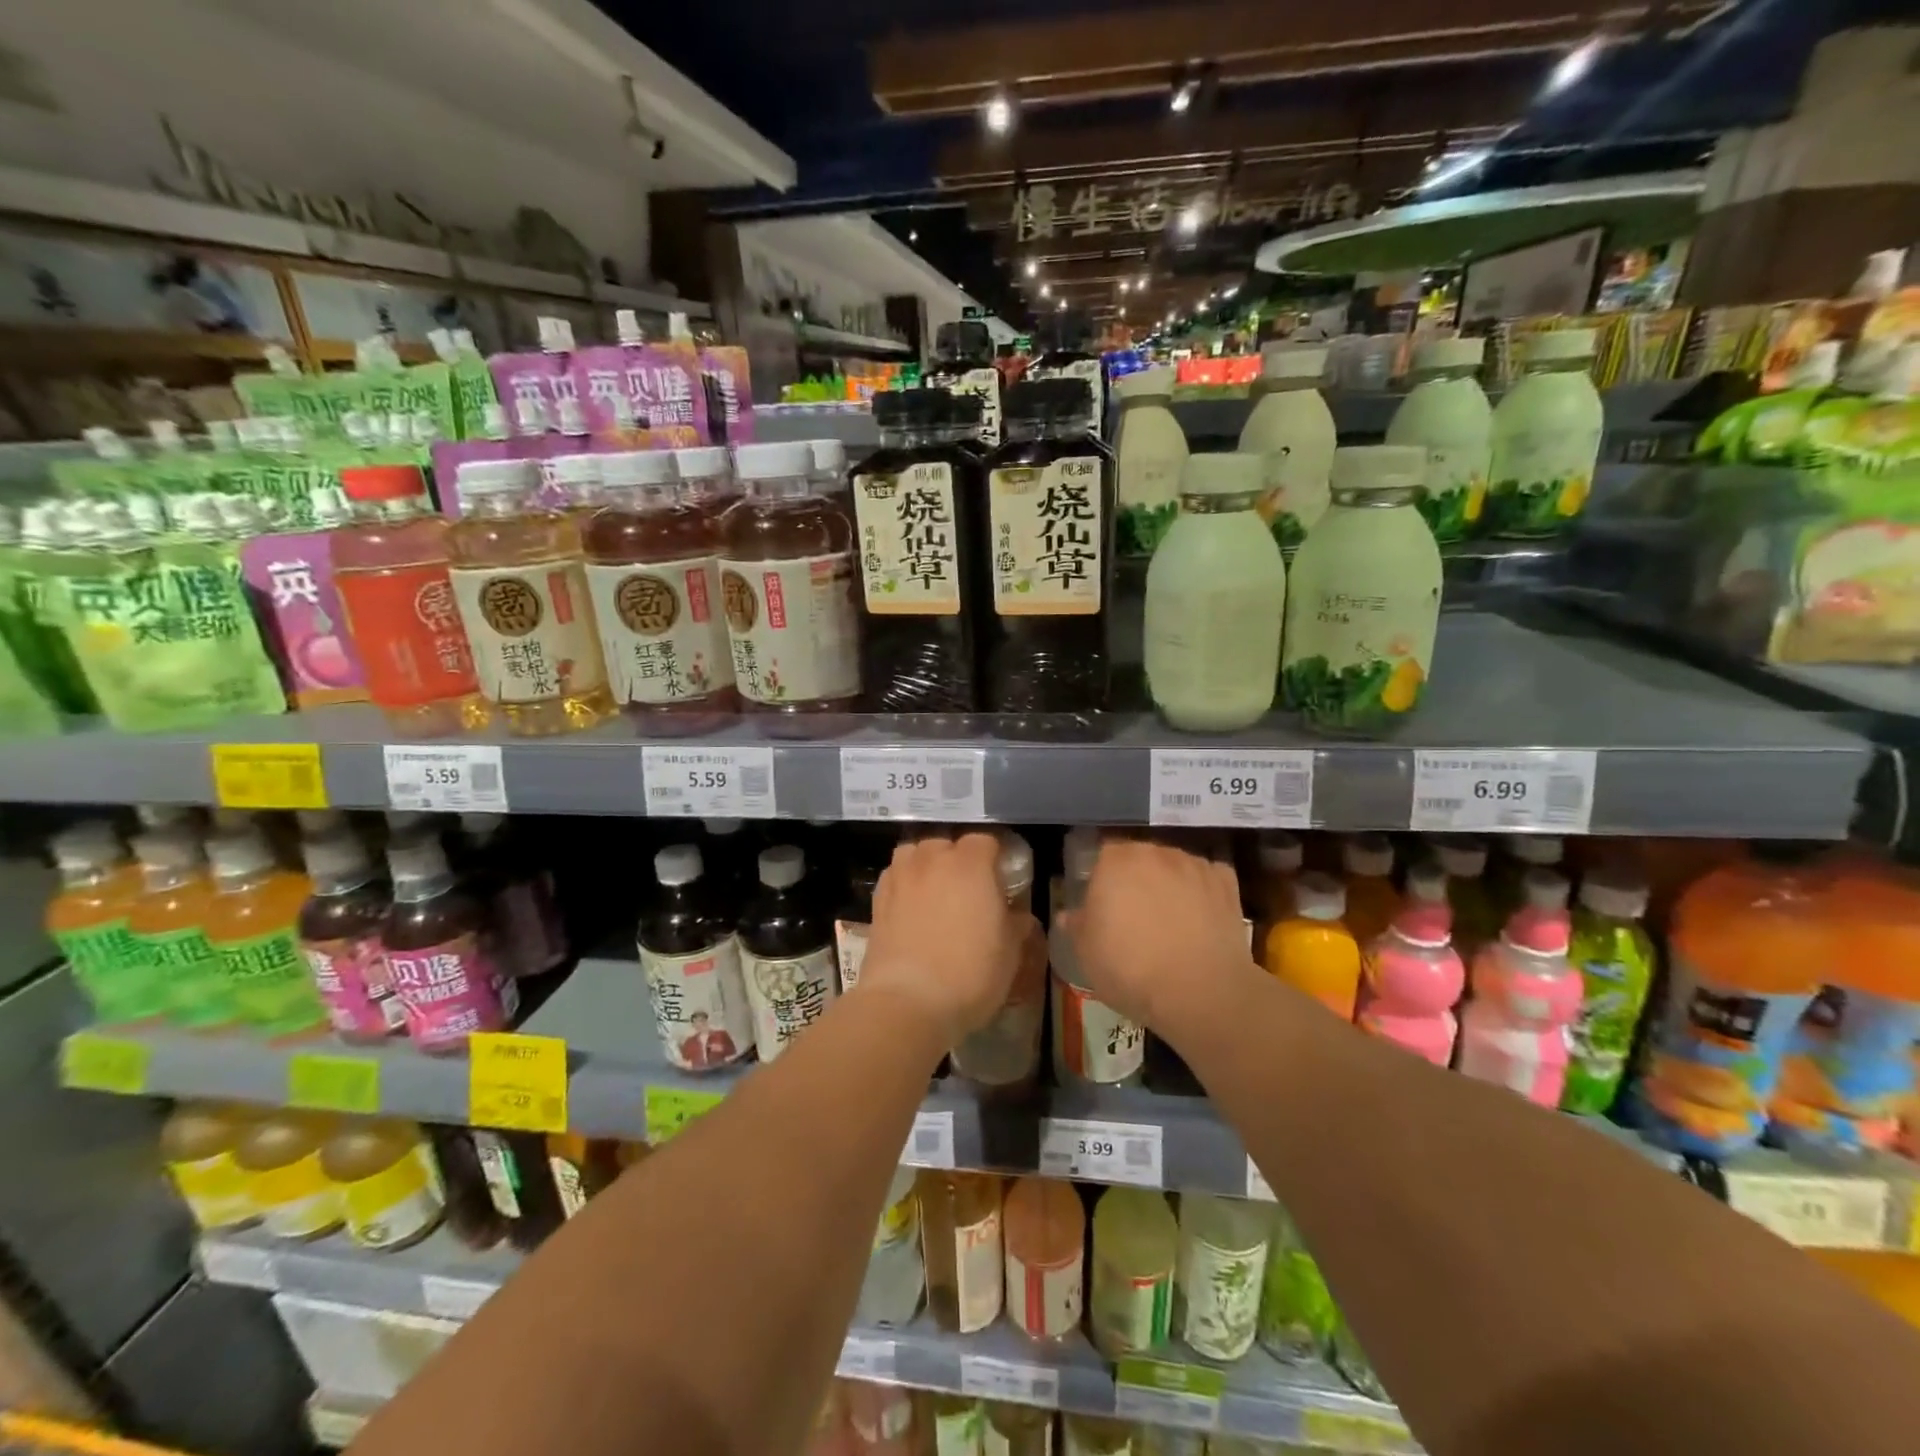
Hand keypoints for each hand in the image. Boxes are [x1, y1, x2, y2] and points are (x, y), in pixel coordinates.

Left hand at [860, 832, 1020, 1043]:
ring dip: (926, 864)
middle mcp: (932, 860)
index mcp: (970, 864)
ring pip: (914, 853)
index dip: (995, 857)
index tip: (1002, 878)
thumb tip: (1017, 915)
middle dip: (958, 859)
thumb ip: (1015, 923)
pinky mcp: (877, 899)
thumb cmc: (970, 973)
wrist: (908, 1001)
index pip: (986, 841)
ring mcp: (900, 877)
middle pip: (946, 843)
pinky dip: (905, 883)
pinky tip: (911, 907)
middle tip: (969, 889)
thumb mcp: (1010, 952)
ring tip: (935, 891)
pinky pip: (895, 876)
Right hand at [1067, 836, 1251, 1029]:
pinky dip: (1202, 892)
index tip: (1103, 908)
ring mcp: (1195, 865)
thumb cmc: (1130, 968)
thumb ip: (1077, 926)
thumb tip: (1070, 915)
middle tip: (1134, 916)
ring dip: (1169, 884)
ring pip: (1175, 868)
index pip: (1103, 856)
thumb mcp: (1086, 953)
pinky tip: (1200, 917)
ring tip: (1170, 921)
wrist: (1200, 991)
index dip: (1102, 881)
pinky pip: (1208, 880)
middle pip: (1141, 858)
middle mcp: (1156, 852)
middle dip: (1136, 879)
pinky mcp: (1227, 884)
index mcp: (1116, 861)